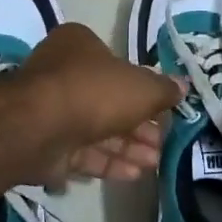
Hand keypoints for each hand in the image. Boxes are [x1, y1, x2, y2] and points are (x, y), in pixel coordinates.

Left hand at [17, 23, 185, 181]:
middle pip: (109, 101)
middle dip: (139, 126)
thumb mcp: (141, 87)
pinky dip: (108, 162)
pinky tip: (134, 175)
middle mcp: (62, 74)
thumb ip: (163, 89)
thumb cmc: (94, 92)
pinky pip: (82, 153)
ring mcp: (51, 111)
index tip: (164, 109)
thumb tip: (182, 86)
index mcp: (80, 46)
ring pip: (97, 130)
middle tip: (163, 143)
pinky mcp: (46, 145)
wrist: (39, 127)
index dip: (143, 88)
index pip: (117, 64)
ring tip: (155, 163)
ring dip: (128, 147)